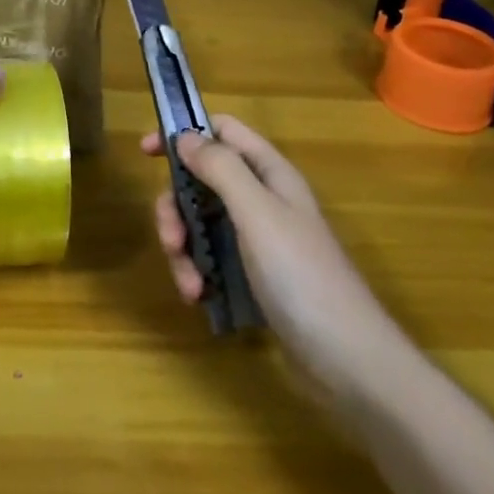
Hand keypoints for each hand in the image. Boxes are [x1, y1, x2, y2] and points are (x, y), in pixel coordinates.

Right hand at [144, 116, 392, 389]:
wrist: (348, 361)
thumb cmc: (302, 276)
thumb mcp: (257, 214)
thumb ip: (220, 169)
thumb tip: (184, 136)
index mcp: (269, 174)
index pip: (223, 131)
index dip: (184, 133)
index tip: (145, 152)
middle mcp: (263, 199)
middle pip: (202, 181)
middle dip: (177, 207)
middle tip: (171, 238)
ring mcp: (259, 240)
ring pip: (201, 223)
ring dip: (184, 249)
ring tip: (189, 284)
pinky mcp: (254, 276)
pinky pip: (212, 258)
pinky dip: (198, 273)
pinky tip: (200, 298)